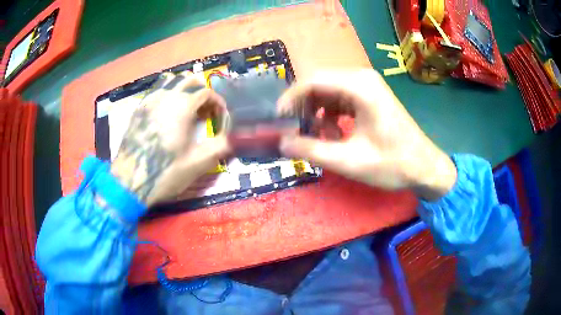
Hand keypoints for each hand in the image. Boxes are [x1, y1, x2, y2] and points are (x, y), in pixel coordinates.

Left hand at [110, 72, 229, 206]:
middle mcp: (166, 96)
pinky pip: (156, 90)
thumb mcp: (198, 163)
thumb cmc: (165, 173)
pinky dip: (167, 93)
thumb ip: (221, 146)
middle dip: (202, 92)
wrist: (130, 182)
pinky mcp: (139, 108)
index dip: (218, 102)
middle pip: (189, 79)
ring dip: (183, 88)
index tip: (220, 116)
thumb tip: (237, 136)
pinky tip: (167, 112)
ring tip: (187, 107)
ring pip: (171, 80)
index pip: (206, 92)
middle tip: (205, 112)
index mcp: (182, 106)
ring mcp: (150, 100)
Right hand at [278, 70, 456, 199]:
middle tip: (294, 130)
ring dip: (316, 112)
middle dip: (302, 106)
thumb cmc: (393, 164)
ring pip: (328, 91)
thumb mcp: (350, 161)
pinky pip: (339, 98)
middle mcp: (362, 78)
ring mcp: (367, 86)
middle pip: (319, 83)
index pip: (312, 81)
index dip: (290, 99)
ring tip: (317, 137)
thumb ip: (312, 150)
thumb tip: (282, 143)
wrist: (424, 166)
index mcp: (359, 86)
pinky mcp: (369, 96)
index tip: (278, 120)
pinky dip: (330, 114)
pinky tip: (335, 134)